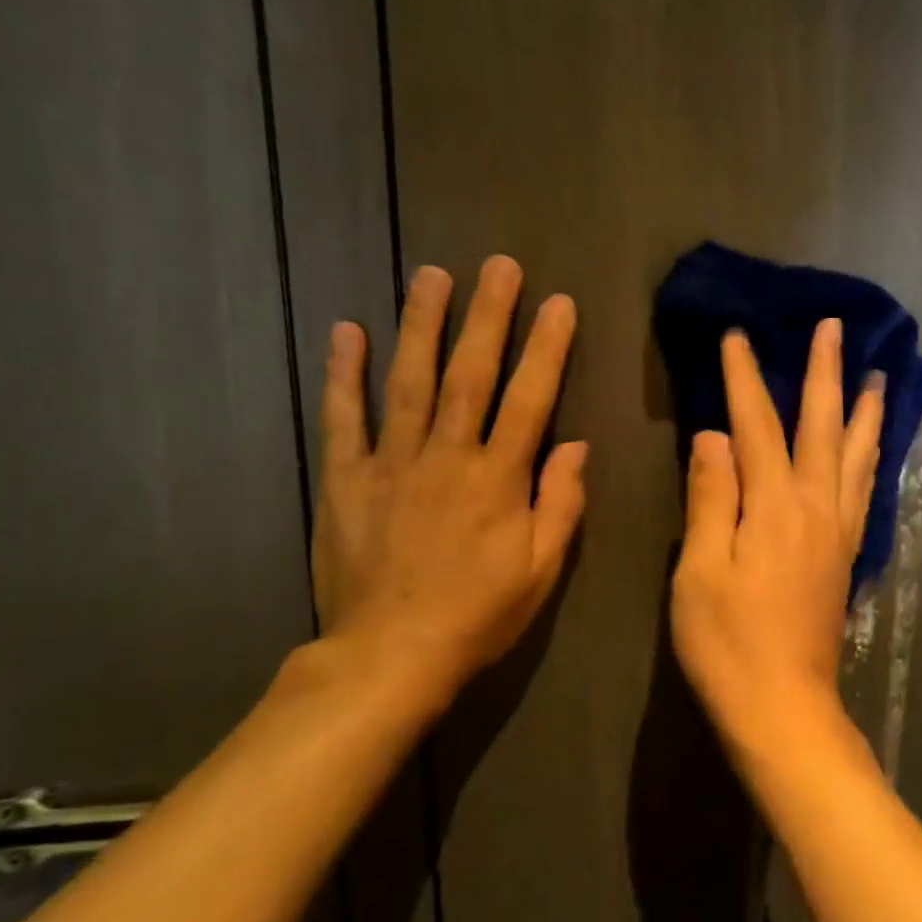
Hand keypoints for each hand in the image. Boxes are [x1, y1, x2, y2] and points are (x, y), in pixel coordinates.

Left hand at [311, 256, 585, 718]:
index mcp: (499, 480)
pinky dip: (344, 373)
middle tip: (499, 265)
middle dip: (488, 316)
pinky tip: (347, 330)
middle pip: (470, 375)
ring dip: (421, 324)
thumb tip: (576, 445)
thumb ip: (561, 504)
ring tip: (431, 275)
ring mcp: (391, 463)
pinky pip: (344, 418)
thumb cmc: (478, 615)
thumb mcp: (541, 570)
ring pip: (409, 381)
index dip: (547, 348)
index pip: (530, 399)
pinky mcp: (346, 479)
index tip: (558, 303)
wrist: (390, 656)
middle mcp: (447, 457)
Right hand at [671, 319, 883, 765]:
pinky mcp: (846, 555)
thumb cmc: (728, 643)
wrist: (783, 706)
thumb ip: (711, 498)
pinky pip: (863, 490)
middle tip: (834, 329)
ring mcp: (838, 531)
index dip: (745, 379)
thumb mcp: (701, 571)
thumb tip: (714, 436)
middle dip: (824, 374)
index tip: (737, 336)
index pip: (757, 426)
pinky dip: (869, 457)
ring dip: (863, 411)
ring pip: (856, 455)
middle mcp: (816, 507)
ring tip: (876, 377)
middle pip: (822, 427)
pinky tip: (871, 450)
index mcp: (775, 507)